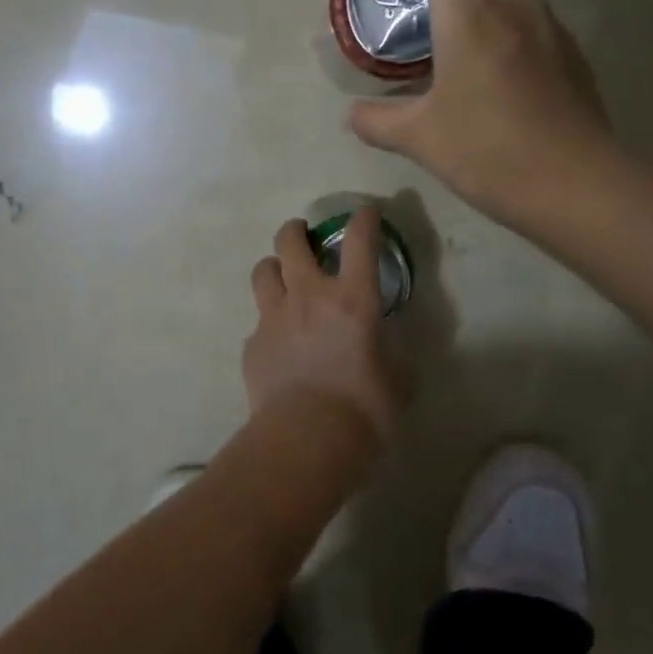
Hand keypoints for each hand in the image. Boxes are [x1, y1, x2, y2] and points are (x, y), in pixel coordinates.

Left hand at [243, 211, 398, 439]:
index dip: (363, 220)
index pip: (360, 241)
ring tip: (282, 279)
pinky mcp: (253, 345)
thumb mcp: (399, 381)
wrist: (306, 439)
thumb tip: (391, 354)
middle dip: (296, 230)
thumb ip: (395, 357)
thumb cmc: (364, 410)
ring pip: (263, 271)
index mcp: (353, 299)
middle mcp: (309, 296)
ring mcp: (273, 318)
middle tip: (303, 236)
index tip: (366, 214)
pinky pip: (258, 322)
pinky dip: (269, 323)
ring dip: (274, 268)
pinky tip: (279, 344)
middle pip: (290, 242)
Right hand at [348, 0, 612, 218]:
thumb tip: (353, 115)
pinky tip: (492, 45)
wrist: (573, 183)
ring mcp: (547, 26)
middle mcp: (512, 5)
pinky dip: (506, 4)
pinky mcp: (568, 52)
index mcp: (469, 13)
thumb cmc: (488, 151)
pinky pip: (531, 8)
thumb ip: (378, 121)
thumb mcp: (420, 138)